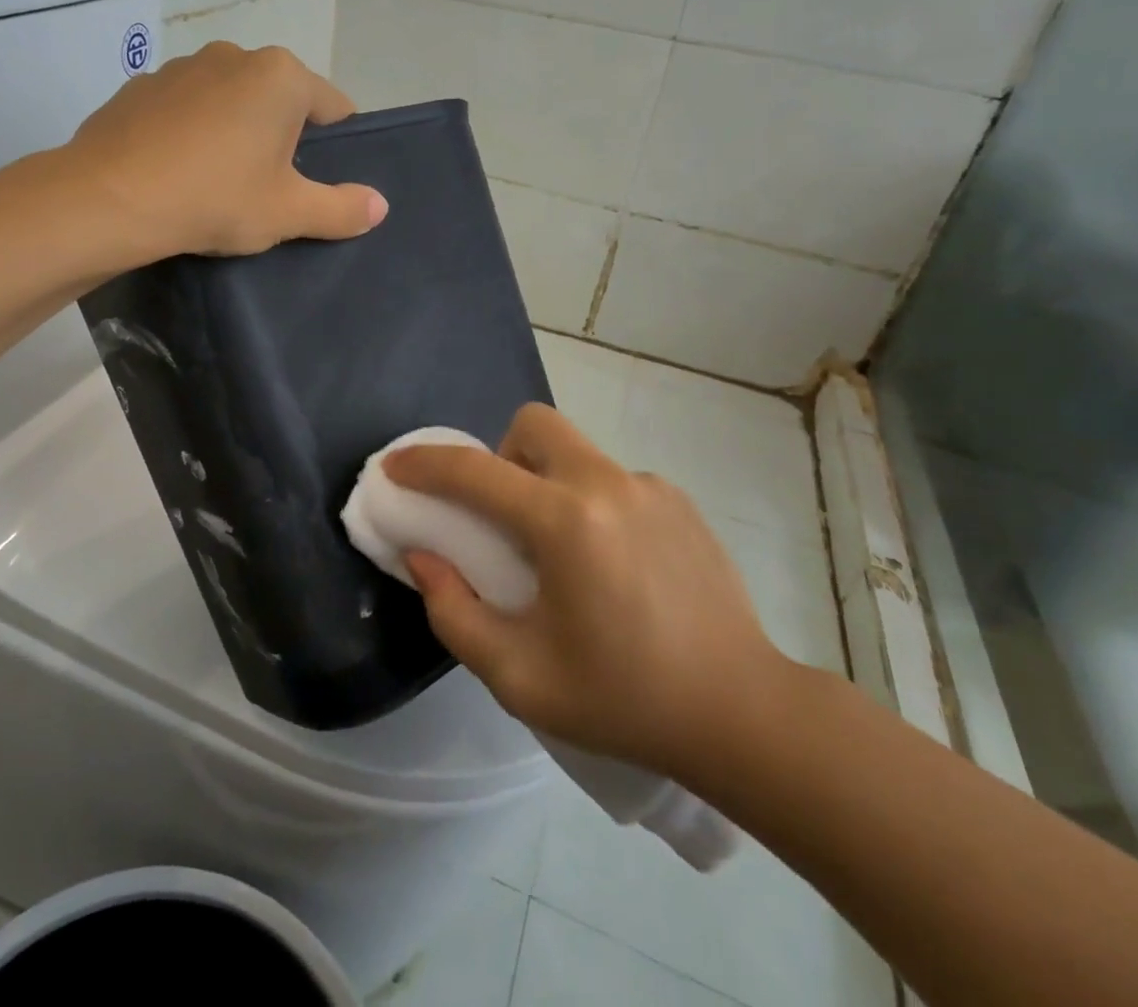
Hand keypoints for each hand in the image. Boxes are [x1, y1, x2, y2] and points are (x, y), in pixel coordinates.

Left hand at [64, 42, 387, 262]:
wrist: (108, 199)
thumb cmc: (215, 198)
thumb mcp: (288, 212)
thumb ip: (341, 208)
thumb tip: (380, 206)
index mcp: (281, 76)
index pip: (335, 108)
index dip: (337, 148)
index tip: (320, 184)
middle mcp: (235, 55)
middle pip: (281, 101)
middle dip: (284, 139)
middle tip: (271, 189)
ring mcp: (182, 66)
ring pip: (231, 101)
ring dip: (237, 132)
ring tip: (219, 182)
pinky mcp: (141, 87)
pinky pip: (186, 109)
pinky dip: (192, 132)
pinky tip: (178, 172)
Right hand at [386, 404, 783, 786]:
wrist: (743, 713)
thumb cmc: (624, 700)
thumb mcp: (519, 676)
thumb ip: (454, 613)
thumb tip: (424, 556)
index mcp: (564, 522)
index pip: (474, 472)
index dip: (424, 464)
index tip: (394, 467)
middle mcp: (607, 484)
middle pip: (535, 424)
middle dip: (502, 455)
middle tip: (503, 515)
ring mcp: (650, 487)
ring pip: (576, 451)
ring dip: (548, 481)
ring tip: (564, 552)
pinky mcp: (680, 501)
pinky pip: (613, 481)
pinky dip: (592, 504)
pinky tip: (614, 566)